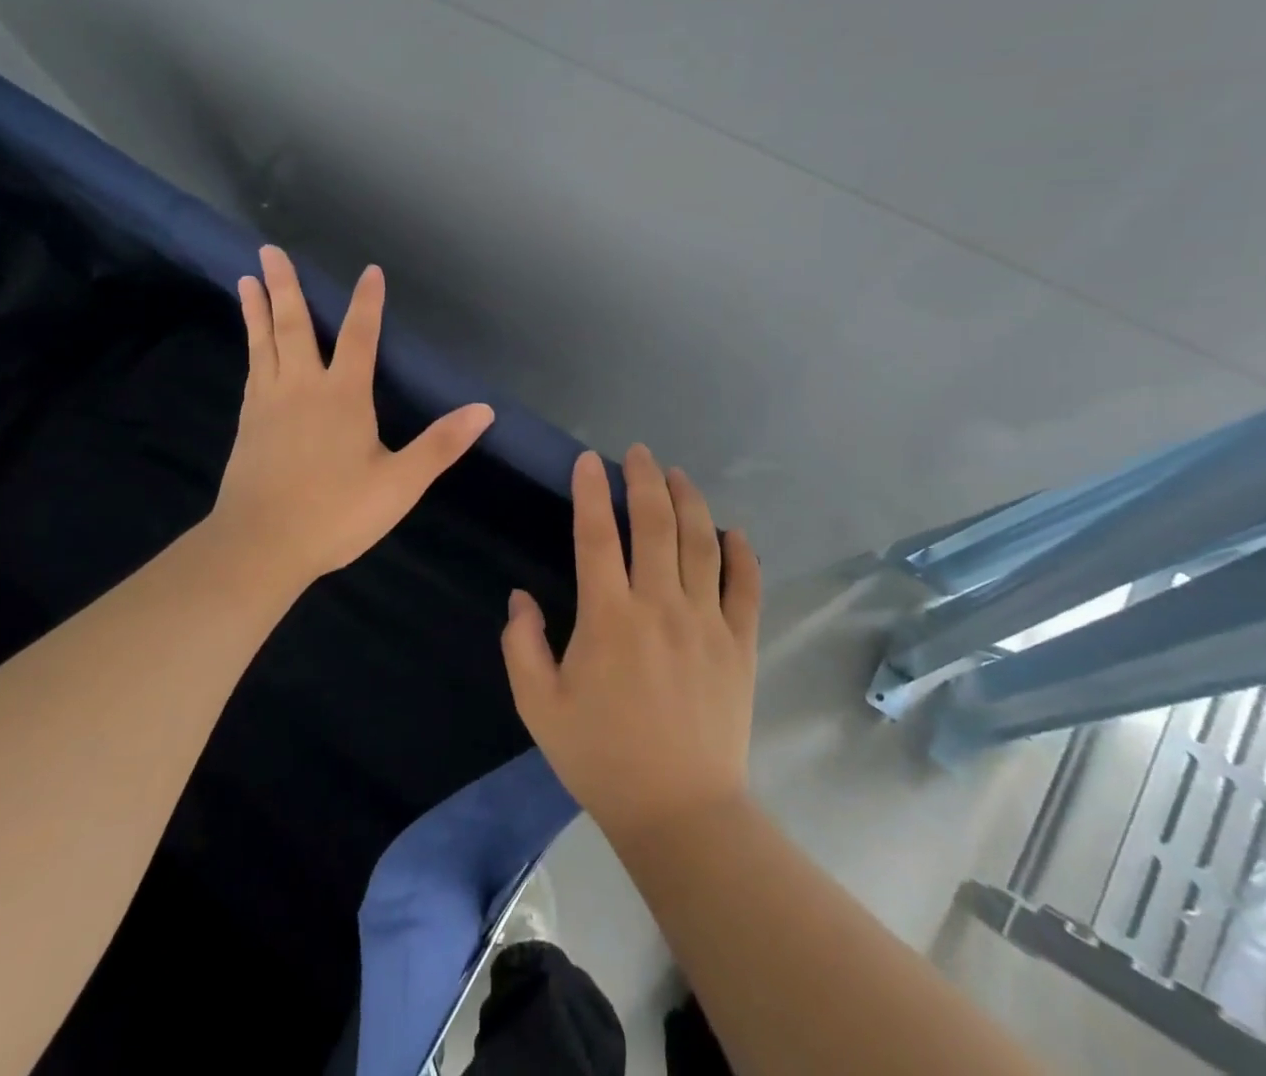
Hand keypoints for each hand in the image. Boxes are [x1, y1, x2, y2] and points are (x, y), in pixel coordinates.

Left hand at [209, 245, 494, 590]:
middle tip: (269, 249)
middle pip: (294, 326)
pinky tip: (251, 345)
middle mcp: (302, 387)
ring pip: (264, 343)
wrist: (260, 545)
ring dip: (258, 308)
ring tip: (246, 278)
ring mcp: (269, 403)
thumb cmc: (336, 513)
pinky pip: (252, 370)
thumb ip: (441, 444)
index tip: (370, 271)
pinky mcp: (248, 423)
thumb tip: (485, 410)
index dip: (367, 302)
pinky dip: (252, 346)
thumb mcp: (400, 484)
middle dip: (285, 286)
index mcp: (343, 396)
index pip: (359, 336)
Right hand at [502, 446, 761, 847]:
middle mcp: (659, 605)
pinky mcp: (739, 643)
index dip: (590, 491)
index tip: (588, 461)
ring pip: (701, 543)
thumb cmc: (602, 757)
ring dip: (689, 501)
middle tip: (638, 453)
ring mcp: (705, 621)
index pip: (596, 535)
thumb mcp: (539, 707)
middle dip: (644, 480)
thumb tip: (520, 597)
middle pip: (655, 524)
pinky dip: (741, 553)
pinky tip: (733, 531)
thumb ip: (522, 645)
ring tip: (678, 474)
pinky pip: (745, 586)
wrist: (679, 811)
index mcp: (608, 617)